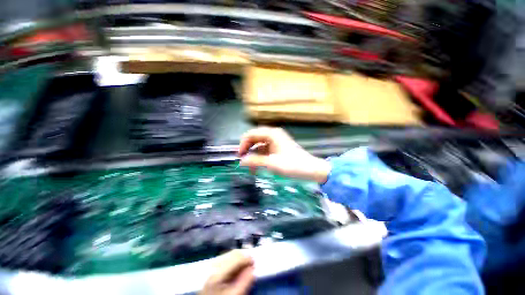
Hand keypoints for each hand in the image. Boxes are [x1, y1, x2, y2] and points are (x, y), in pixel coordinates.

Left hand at [200, 250, 254, 294]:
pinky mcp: (213, 265)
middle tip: (251, 265)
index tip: (255, 264)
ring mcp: (213, 263)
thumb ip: (244, 282)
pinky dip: (235, 259)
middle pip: (234, 253)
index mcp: (219, 271)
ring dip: (240, 257)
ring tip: (245, 266)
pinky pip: (227, 256)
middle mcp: (215, 263)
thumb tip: (253, 268)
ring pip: (231, 253)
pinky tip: (237, 267)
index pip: (237, 257)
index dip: (248, 258)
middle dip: (244, 256)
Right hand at [238, 127, 330, 183]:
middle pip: (255, 138)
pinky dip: (260, 157)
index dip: (243, 143)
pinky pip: (265, 150)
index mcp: (272, 134)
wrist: (311, 170)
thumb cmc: (292, 165)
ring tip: (250, 167)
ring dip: (254, 154)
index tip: (239, 155)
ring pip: (259, 145)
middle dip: (247, 148)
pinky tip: (258, 166)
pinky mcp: (278, 148)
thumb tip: (241, 161)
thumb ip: (255, 161)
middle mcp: (273, 135)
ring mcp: (276, 141)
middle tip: (242, 160)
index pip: (252, 134)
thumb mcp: (271, 163)